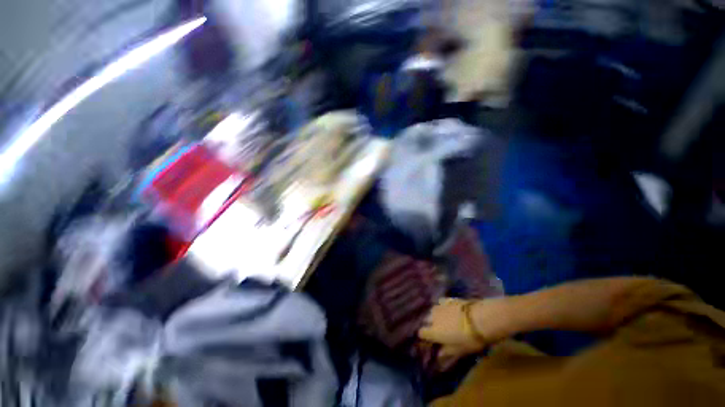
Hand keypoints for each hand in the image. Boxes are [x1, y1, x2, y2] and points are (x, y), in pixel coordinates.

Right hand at [418, 298, 486, 351]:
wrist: (480, 319)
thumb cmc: (469, 339)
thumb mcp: (459, 350)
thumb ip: (447, 351)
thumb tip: (438, 354)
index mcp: (434, 332)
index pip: (421, 332)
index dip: (425, 336)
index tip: (431, 339)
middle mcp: (433, 318)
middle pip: (426, 320)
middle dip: (430, 324)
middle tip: (439, 330)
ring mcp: (439, 306)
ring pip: (433, 310)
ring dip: (436, 315)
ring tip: (444, 318)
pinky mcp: (447, 299)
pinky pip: (441, 302)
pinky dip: (443, 306)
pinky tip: (449, 308)